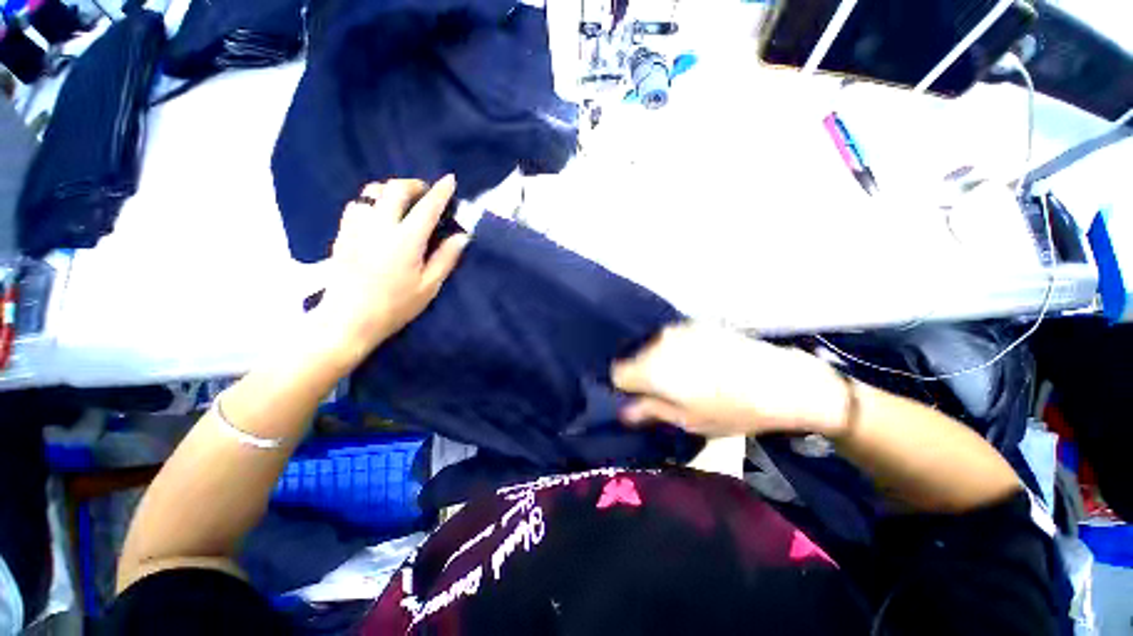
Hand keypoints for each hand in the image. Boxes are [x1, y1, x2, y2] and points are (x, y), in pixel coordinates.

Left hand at [312, 176, 467, 364]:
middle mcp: (380, 226)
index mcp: (406, 241)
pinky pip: (357, 204)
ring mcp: (357, 227)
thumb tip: (462, 236)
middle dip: (414, 184)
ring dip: (391, 190)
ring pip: (372, 191)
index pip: (427, 207)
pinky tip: (379, 214)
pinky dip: (372, 201)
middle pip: (395, 189)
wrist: (348, 319)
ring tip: (403, 201)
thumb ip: (446, 258)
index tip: (450, 179)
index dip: (441, 192)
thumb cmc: (395, 306)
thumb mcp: (429, 286)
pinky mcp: (343, 233)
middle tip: (426, 192)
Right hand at [611, 323, 848, 437]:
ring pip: (652, 346)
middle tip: (665, 392)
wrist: (781, 382)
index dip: (625, 388)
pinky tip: (700, 362)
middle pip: (634, 357)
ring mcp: (679, 329)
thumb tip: (623, 411)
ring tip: (685, 376)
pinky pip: (672, 338)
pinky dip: (675, 350)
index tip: (641, 399)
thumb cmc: (731, 410)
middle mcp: (660, 342)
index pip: (618, 373)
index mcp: (653, 368)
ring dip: (659, 361)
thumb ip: (649, 411)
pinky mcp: (696, 323)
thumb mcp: (687, 420)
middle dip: (642, 374)